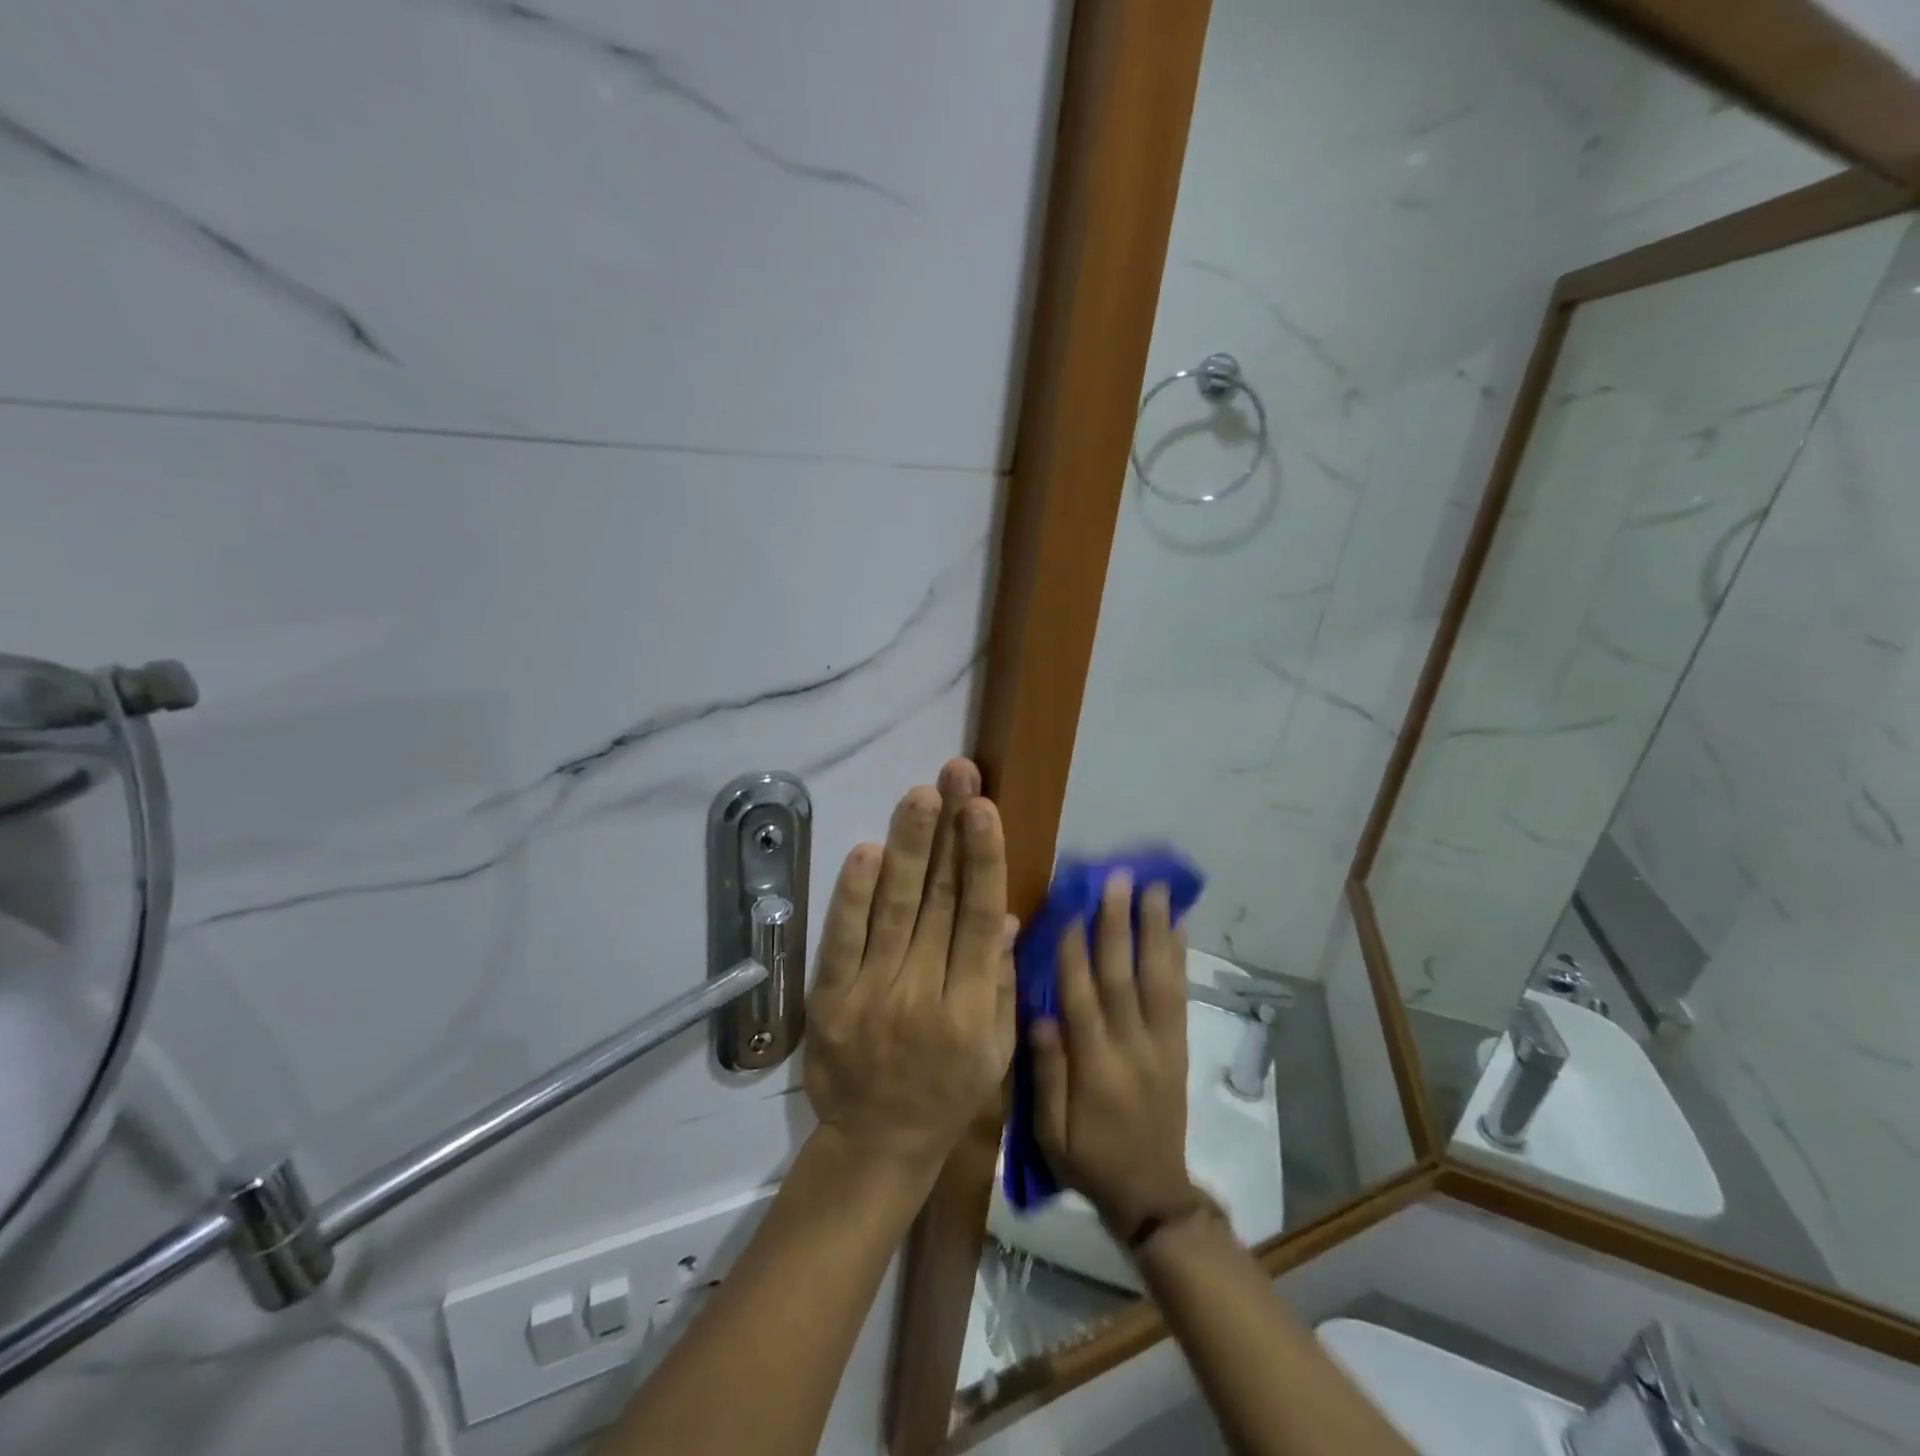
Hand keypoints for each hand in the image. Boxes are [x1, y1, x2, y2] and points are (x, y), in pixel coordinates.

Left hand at [804, 759, 1014, 1182]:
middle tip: (956, 776)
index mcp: (971, 1007)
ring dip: (908, 848)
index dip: (982, 860)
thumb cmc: (948, 1093)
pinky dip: (852, 896)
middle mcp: (924, 994)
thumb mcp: (995, 1050)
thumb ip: (999, 981)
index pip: (978, 918)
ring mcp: (872, 996)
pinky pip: (841, 941)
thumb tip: (1002, 916)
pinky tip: (867, 852)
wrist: (877, 1144)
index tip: (984, 809)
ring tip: (920, 796)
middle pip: (938, 901)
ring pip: (893, 910)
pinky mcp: (831, 1001)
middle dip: (949, 832)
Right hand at [1030, 876, 1197, 1235]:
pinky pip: (1180, 997)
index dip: (1074, 951)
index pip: (1081, 999)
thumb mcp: (1050, 1134)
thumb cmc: (1090, 1161)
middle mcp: (1131, 1048)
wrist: (1153, 1196)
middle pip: (1124, 978)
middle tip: (1117, 879)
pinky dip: (1180, 959)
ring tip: (1155, 889)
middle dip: (1118, 925)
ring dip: (1155, 930)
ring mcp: (1161, 1045)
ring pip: (1158, 979)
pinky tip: (1180, 927)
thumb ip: (1046, 1075)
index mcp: (1095, 1069)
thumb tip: (1039, 1015)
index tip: (1069, 906)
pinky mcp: (1179, 1047)